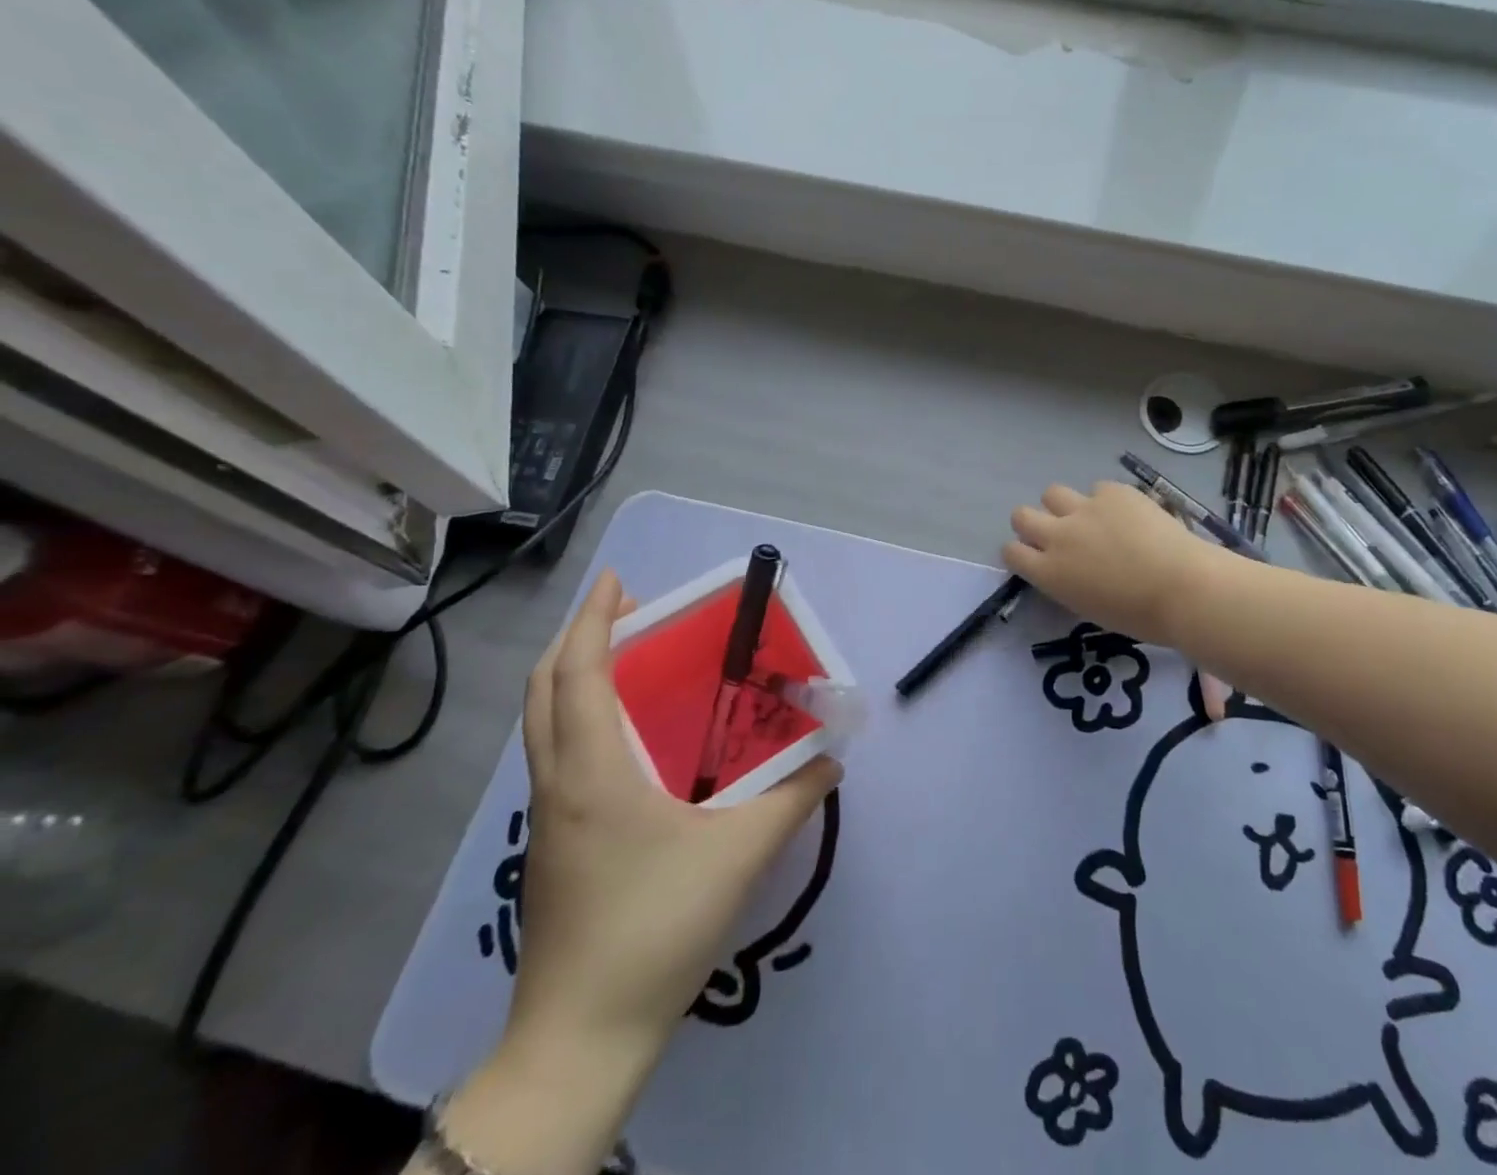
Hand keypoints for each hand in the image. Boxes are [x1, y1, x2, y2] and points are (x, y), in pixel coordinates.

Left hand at [510, 569, 840, 1078]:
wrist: (582, 1038)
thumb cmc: (657, 928)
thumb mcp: (740, 856)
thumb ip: (792, 799)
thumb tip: (831, 760)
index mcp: (593, 772)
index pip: (579, 674)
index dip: (593, 619)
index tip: (618, 580)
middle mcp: (559, 783)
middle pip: (544, 689)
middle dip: (579, 637)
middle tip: (629, 614)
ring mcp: (548, 817)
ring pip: (544, 723)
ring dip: (576, 677)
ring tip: (629, 662)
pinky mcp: (552, 844)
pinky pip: (557, 755)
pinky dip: (580, 717)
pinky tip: (629, 739)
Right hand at [1004, 481, 1219, 645]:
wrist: (1184, 589)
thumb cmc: (1140, 616)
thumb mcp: (1089, 607)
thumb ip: (1068, 582)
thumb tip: (1069, 569)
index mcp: (1049, 573)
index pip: (1011, 551)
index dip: (1021, 552)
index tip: (1036, 557)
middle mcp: (1058, 536)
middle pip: (1021, 515)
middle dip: (1033, 523)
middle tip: (1057, 534)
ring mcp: (1085, 509)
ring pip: (1052, 493)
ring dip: (1064, 506)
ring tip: (1090, 518)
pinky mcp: (1113, 492)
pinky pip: (1098, 488)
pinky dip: (1107, 501)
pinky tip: (1129, 515)